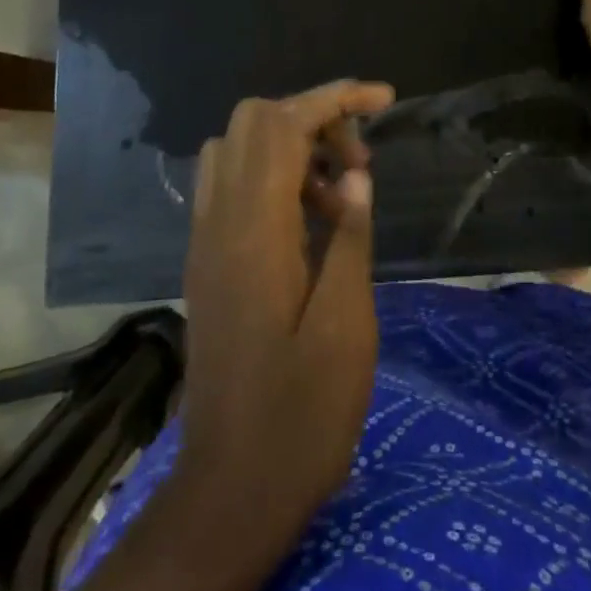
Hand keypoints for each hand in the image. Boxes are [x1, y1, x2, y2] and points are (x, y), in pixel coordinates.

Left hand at [178, 79, 394, 541]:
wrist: (229, 491)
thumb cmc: (300, 416)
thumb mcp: (346, 327)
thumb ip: (349, 237)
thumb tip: (355, 174)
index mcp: (254, 229)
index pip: (285, 124)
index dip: (335, 98)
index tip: (384, 99)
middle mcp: (219, 219)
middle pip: (255, 121)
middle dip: (313, 118)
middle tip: (358, 162)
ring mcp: (206, 238)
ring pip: (239, 147)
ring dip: (292, 147)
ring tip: (340, 194)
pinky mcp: (206, 259)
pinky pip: (231, 184)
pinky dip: (272, 176)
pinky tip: (310, 221)